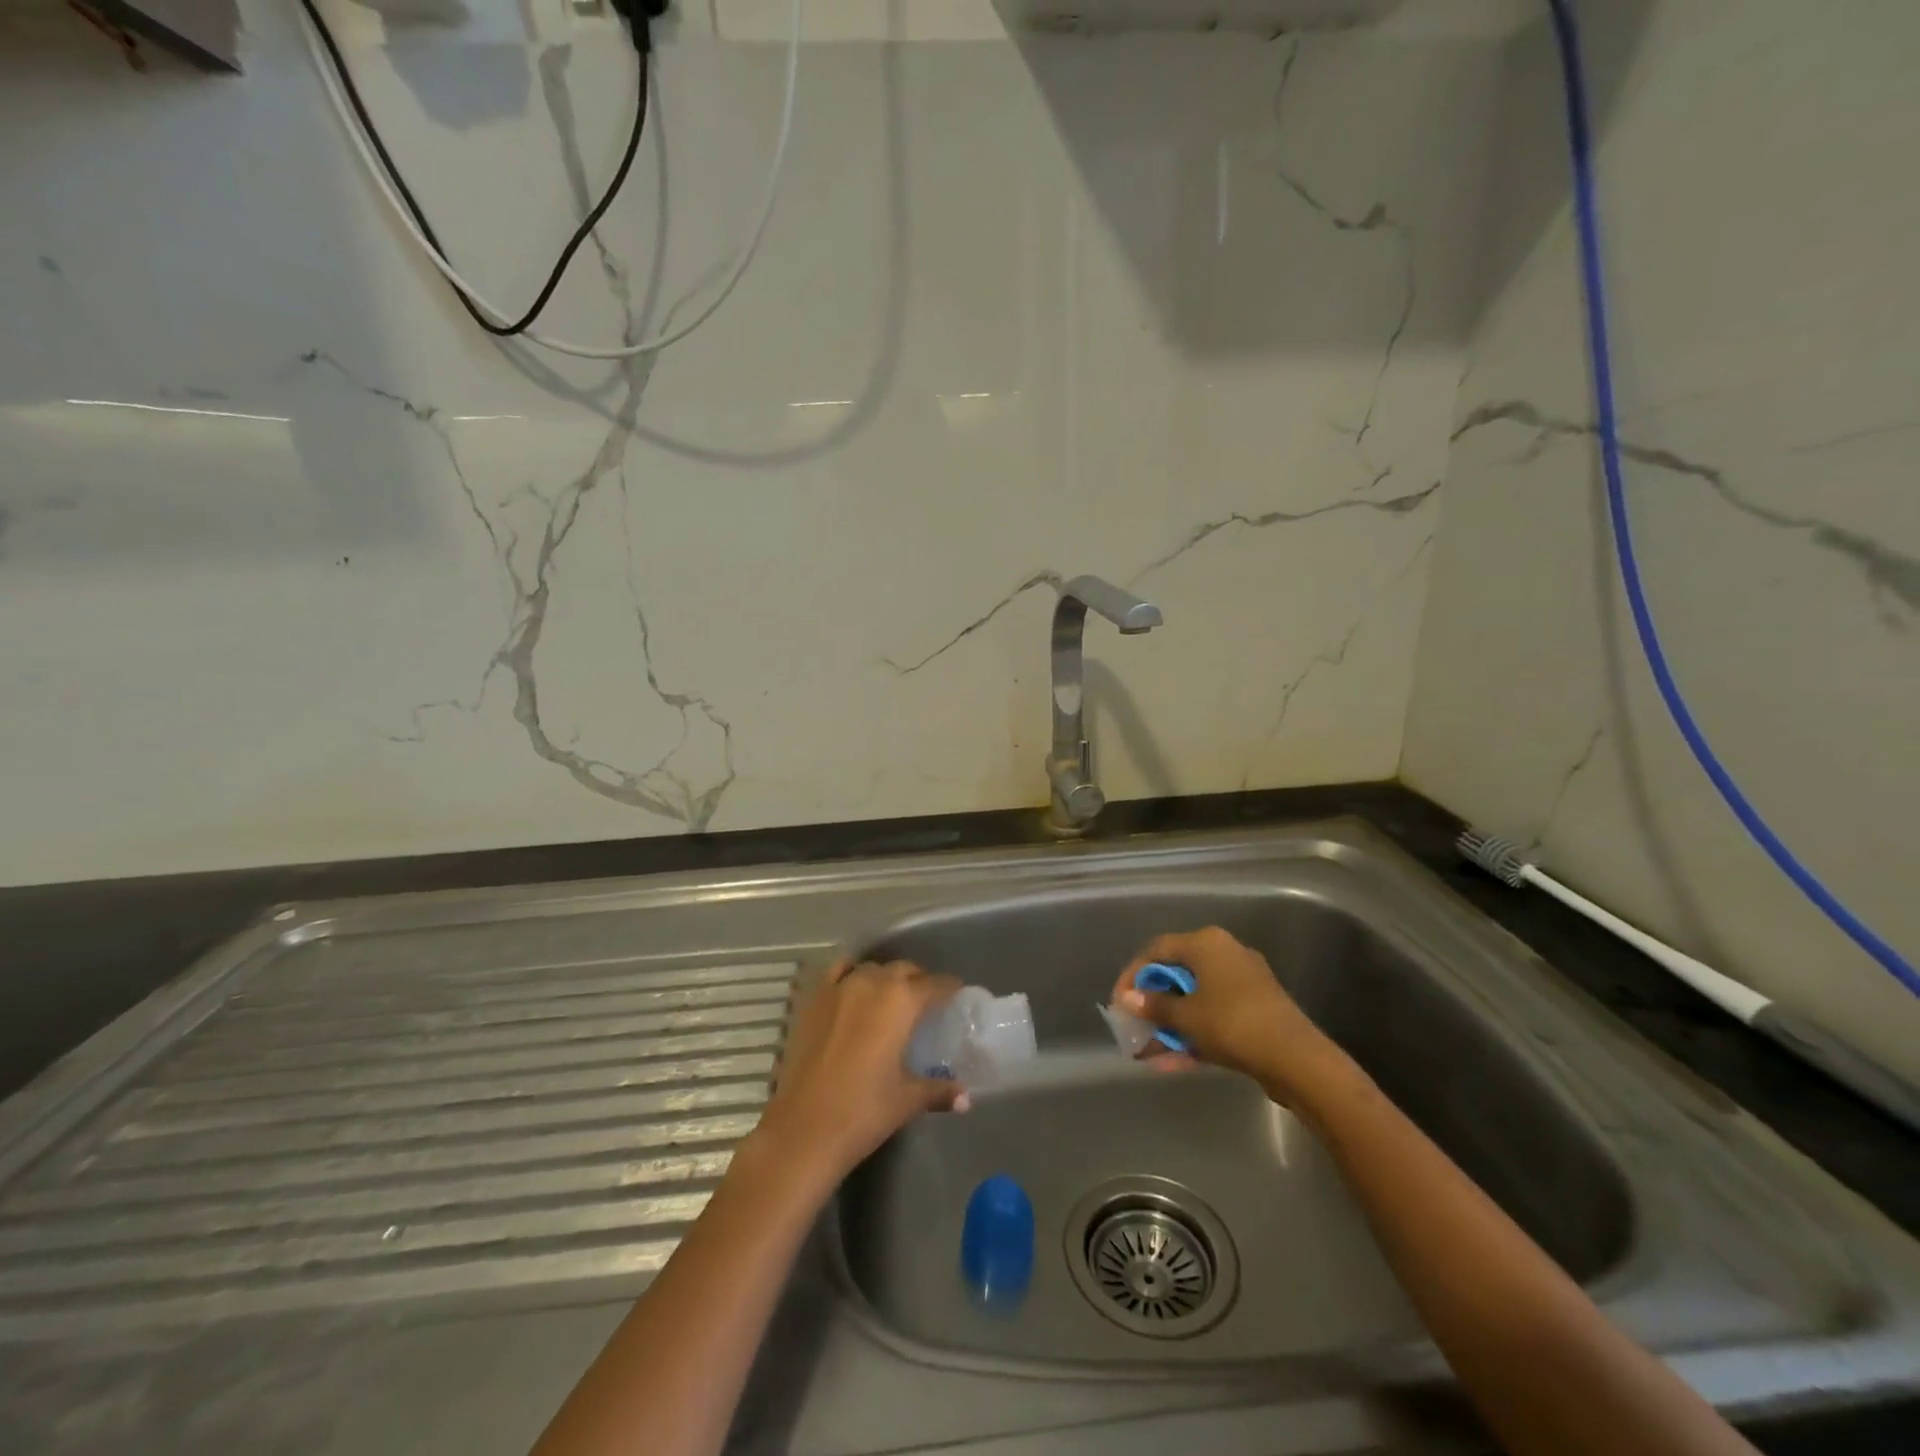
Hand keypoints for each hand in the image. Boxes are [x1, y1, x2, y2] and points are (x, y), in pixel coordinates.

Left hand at [754, 959, 967, 1187]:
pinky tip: (854, 990)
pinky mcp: (813, 1000)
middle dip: (918, 981)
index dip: (949, 988)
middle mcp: (872, 982)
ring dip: (886, 978)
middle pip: (903, 970)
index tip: (957, 995)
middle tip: (927, 1002)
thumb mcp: (907, 1100)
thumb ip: (939, 1090)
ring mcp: (838, 988)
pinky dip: (851, 974)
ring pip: (871, 968)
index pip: (935, 984)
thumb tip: (966, 1098)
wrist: (802, 1129)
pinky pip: (838, 972)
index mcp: (901, 1001)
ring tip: (891, 998)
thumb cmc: (863, 1111)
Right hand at [1112, 927, 1355, 1109]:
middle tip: (1133, 1024)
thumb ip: (1154, 1006)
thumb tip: (1128, 999)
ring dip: (1169, 1024)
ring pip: (1194, 999)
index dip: (1133, 974)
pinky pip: (1213, 1016)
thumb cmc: (1233, 1024)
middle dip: (1151, 1002)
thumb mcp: (1186, 1017)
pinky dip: (1192, 1034)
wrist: (1297, 1059)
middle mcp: (1225, 954)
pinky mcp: (1254, 1010)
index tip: (1118, 1001)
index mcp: (1207, 943)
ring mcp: (1242, 983)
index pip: (1157, 949)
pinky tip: (1170, 1062)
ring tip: (1146, 1050)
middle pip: (1177, 974)